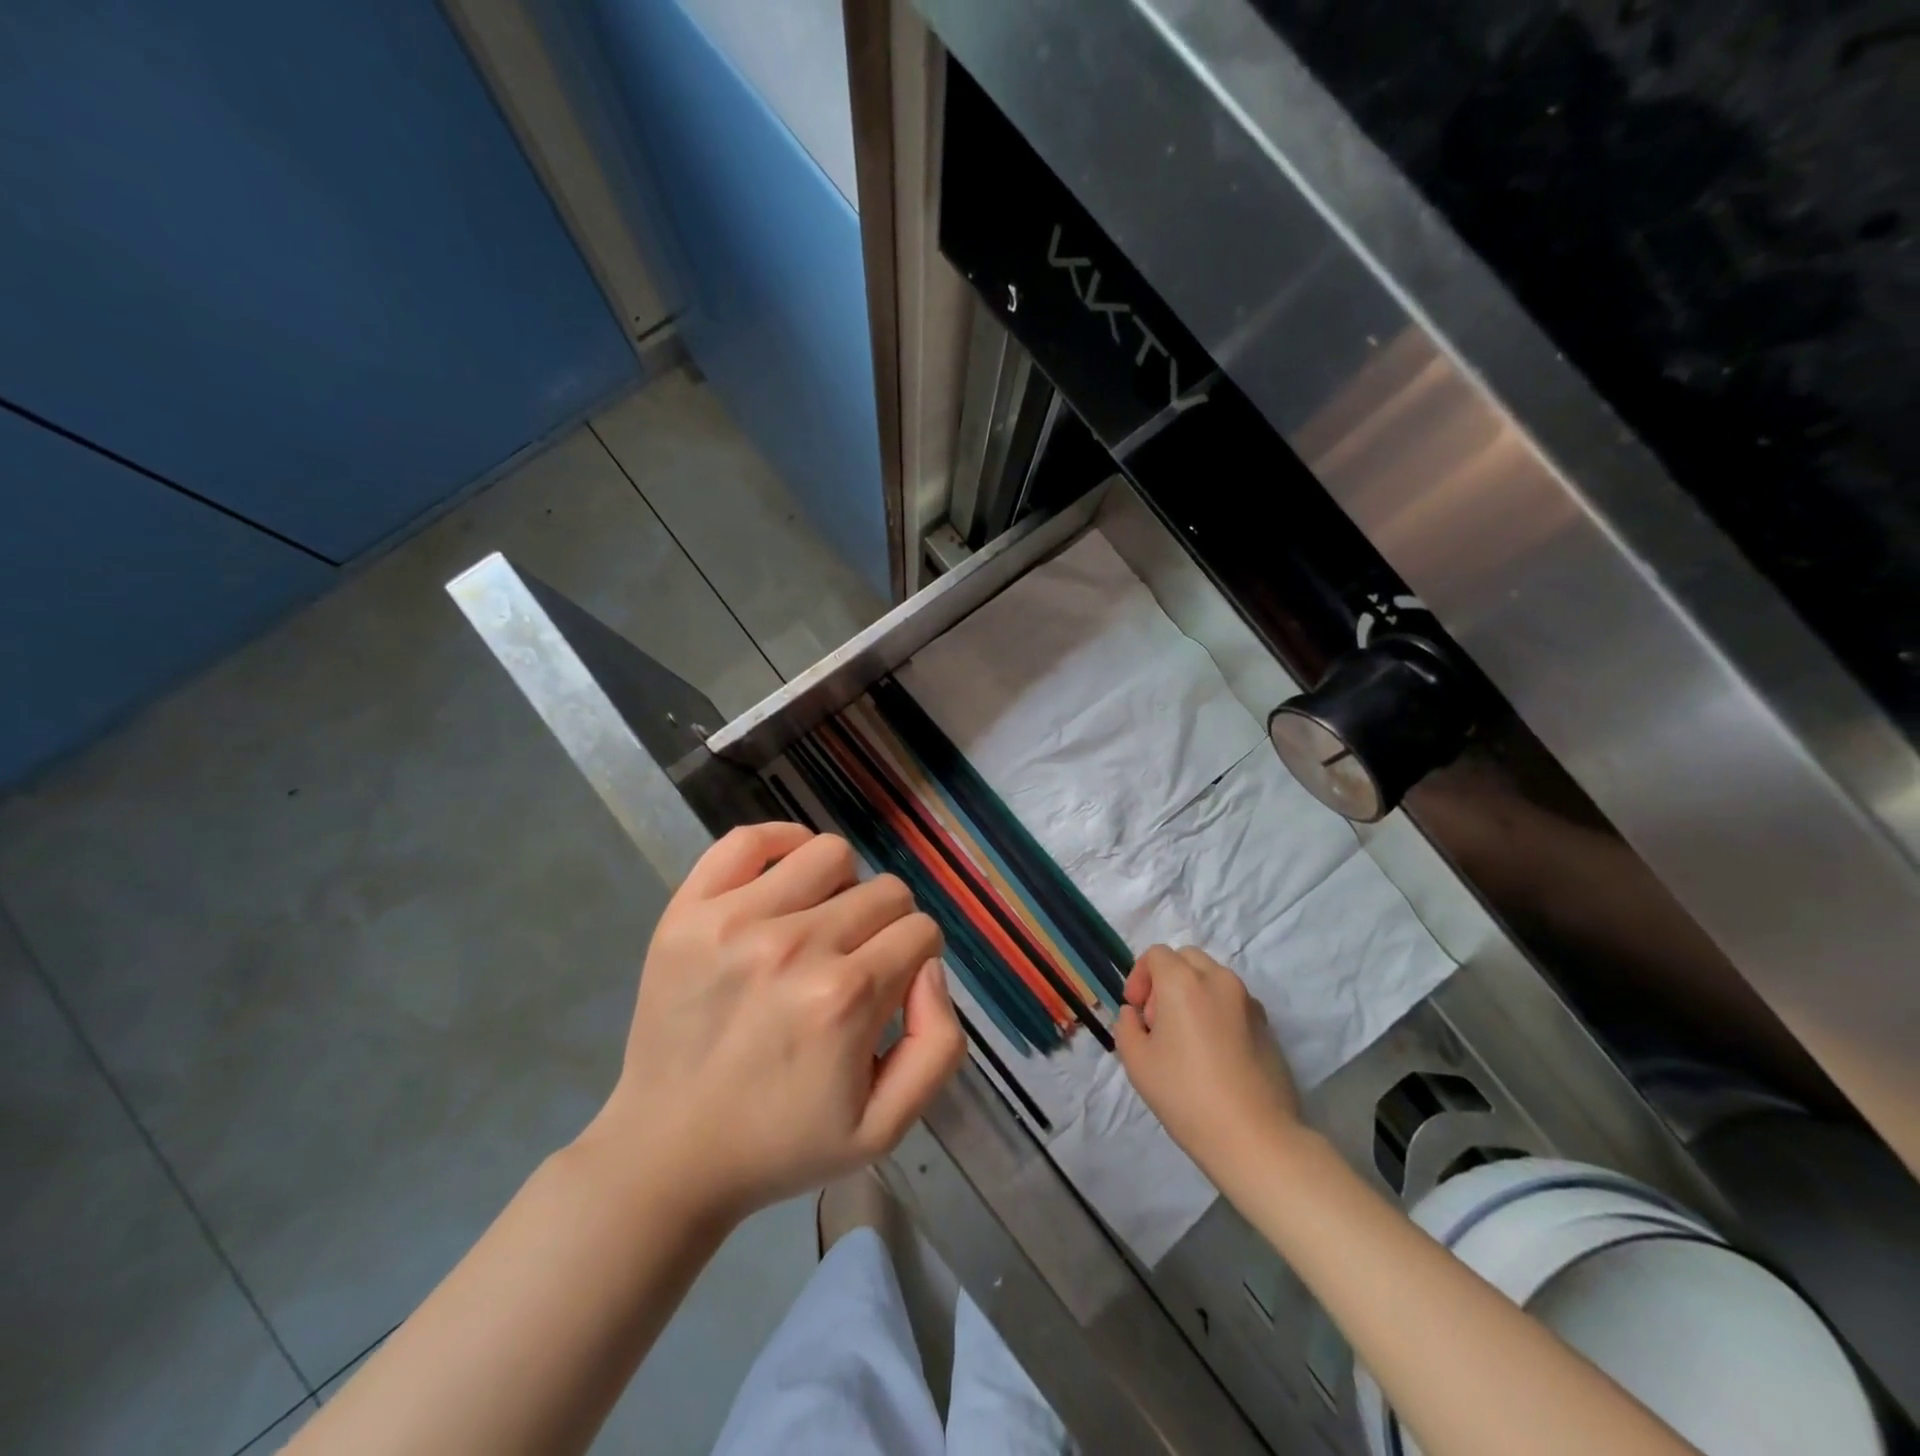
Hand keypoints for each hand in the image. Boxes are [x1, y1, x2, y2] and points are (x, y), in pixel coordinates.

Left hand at [584, 823, 964, 1223]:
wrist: (667, 1154)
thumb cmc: (783, 1143)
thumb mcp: (887, 1126)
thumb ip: (939, 1043)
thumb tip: (928, 966)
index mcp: (846, 998)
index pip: (920, 931)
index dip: (916, 959)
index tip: (890, 988)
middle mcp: (795, 946)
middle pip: (885, 892)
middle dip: (886, 927)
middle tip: (854, 966)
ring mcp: (735, 920)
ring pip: (831, 854)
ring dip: (842, 887)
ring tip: (819, 925)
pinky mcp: (689, 911)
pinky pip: (749, 839)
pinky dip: (781, 844)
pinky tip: (785, 880)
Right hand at [1115, 945, 1302, 1177]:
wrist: (1254, 1138)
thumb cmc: (1186, 1096)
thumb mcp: (1136, 1062)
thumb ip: (1127, 1025)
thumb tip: (1136, 1015)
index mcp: (1183, 982)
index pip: (1156, 955)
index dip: (1139, 977)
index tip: (1136, 1011)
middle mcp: (1219, 980)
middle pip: (1186, 959)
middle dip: (1166, 979)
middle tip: (1158, 1021)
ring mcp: (1249, 1002)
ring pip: (1212, 979)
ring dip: (1193, 994)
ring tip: (1187, 1039)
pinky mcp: (1268, 1026)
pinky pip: (1234, 1002)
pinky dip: (1217, 1011)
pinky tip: (1214, 1053)